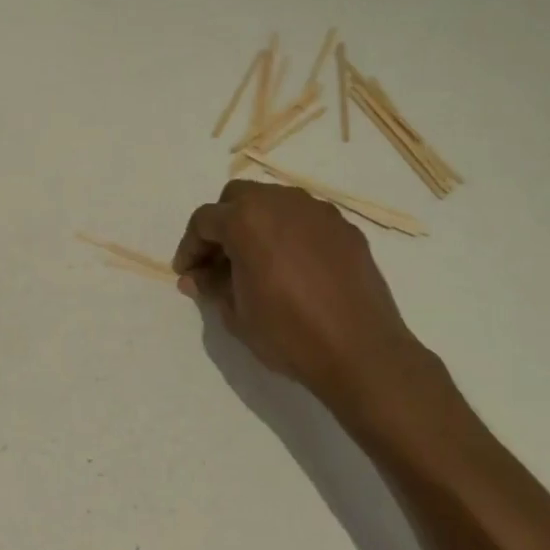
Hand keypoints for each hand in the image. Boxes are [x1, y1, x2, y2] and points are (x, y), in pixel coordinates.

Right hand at [173, 181, 445, 413]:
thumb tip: (196, 278)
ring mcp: (317, 211)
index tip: (188, 273)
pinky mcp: (345, 228)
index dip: (190, 247)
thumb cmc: (289, 333)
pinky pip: (306, 220)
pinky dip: (291, 234)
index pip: (204, 220)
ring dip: (258, 224)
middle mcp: (281, 202)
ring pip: (275, 202)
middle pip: (238, 198)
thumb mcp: (237, 315)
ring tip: (258, 262)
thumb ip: (212, 286)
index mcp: (246, 220)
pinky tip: (295, 268)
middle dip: (223, 224)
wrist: (361, 351)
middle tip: (219, 261)